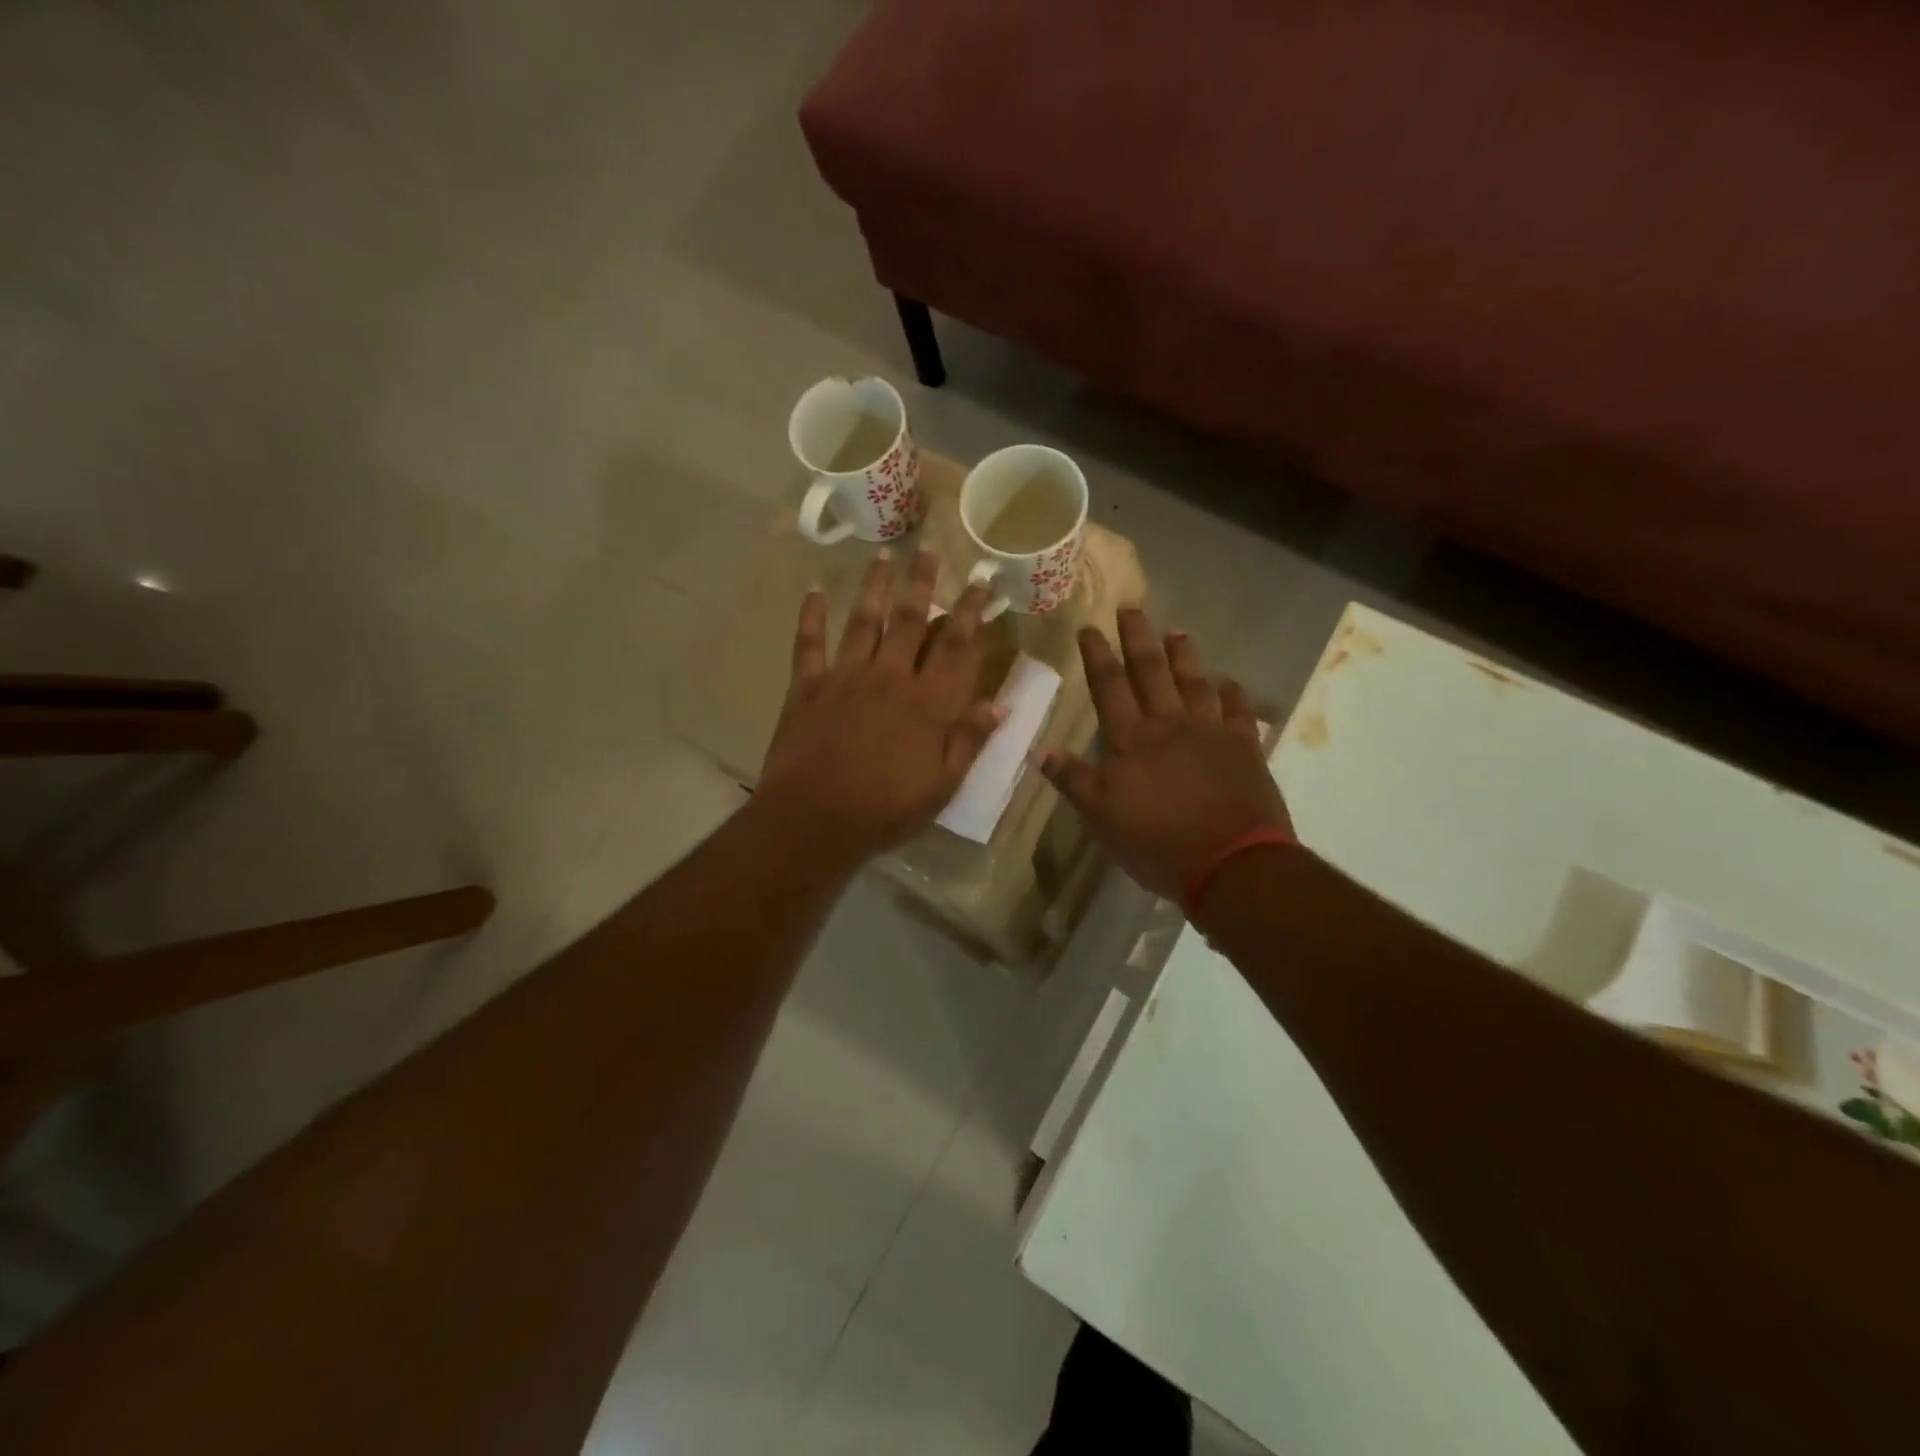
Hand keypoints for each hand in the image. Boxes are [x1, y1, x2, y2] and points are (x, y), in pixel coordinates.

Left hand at [760, 549, 1001, 861]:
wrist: (813, 820)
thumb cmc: (885, 811)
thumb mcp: (942, 787)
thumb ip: (969, 741)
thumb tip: (1000, 705)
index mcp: (928, 704)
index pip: (957, 647)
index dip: (972, 611)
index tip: (982, 581)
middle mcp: (890, 677)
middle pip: (912, 620)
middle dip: (923, 583)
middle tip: (930, 549)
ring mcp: (845, 677)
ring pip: (865, 620)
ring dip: (876, 586)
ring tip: (884, 554)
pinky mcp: (807, 687)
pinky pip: (809, 643)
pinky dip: (810, 616)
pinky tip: (812, 590)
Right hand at [1040, 608, 1291, 901]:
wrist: (1231, 863)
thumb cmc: (1157, 843)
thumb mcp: (1101, 818)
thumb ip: (1074, 781)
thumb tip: (1041, 751)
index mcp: (1132, 740)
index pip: (1109, 687)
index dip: (1098, 656)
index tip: (1089, 627)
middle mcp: (1170, 725)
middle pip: (1151, 672)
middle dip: (1139, 638)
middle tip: (1132, 608)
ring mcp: (1212, 734)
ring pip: (1195, 683)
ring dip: (1185, 657)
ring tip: (1177, 632)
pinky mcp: (1245, 749)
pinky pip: (1239, 713)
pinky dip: (1234, 695)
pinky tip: (1230, 682)